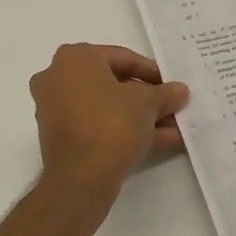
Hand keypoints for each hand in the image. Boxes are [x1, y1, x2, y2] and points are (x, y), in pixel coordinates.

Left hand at [30, 44, 189, 192]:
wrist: (81, 177)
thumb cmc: (112, 123)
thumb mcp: (148, 103)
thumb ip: (165, 93)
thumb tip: (180, 90)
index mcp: (75, 58)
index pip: (122, 58)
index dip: (153, 72)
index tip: (172, 86)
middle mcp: (58, 78)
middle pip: (113, 83)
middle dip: (147, 98)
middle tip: (172, 106)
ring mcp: (55, 109)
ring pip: (106, 107)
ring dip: (140, 116)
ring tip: (173, 128)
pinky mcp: (60, 137)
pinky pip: (97, 125)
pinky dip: (124, 130)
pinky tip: (160, 141)